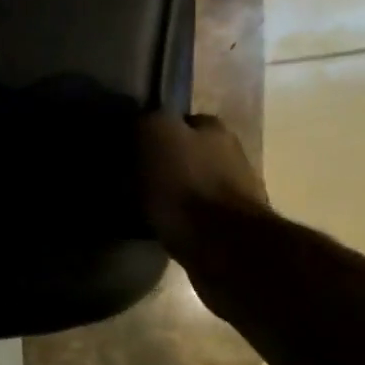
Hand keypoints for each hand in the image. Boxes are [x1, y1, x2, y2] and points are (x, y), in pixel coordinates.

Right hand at [137, 111, 270, 271]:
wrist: (222, 244)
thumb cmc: (186, 184)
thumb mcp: (155, 135)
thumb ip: (148, 121)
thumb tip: (140, 123)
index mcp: (214, 128)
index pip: (179, 121)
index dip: (153, 133)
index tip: (129, 148)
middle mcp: (230, 153)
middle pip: (187, 152)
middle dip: (163, 162)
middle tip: (131, 176)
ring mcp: (235, 190)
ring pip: (191, 183)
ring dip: (171, 191)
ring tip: (140, 203)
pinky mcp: (230, 225)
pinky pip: (194, 213)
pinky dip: (178, 216)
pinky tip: (158, 223)